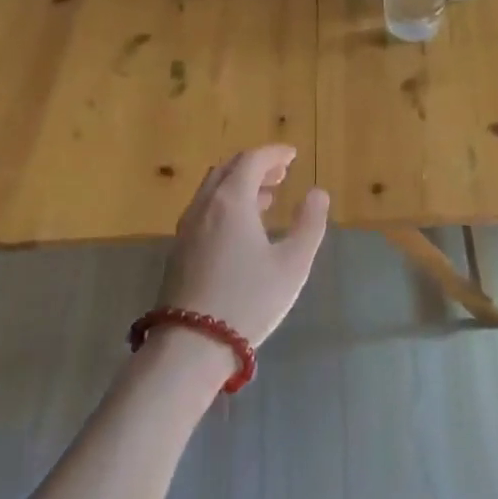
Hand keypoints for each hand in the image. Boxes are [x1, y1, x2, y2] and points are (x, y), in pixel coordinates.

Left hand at [158, 146, 330, 349]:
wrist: (192, 344)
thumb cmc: (249, 300)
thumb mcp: (293, 264)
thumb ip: (309, 224)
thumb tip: (318, 194)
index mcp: (231, 201)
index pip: (251, 160)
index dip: (274, 153)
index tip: (292, 155)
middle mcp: (204, 206)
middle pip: (227, 170)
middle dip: (255, 165)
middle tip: (281, 172)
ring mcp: (187, 228)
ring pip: (213, 190)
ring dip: (239, 184)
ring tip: (266, 197)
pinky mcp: (179, 250)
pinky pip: (204, 209)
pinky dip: (226, 203)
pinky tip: (241, 227)